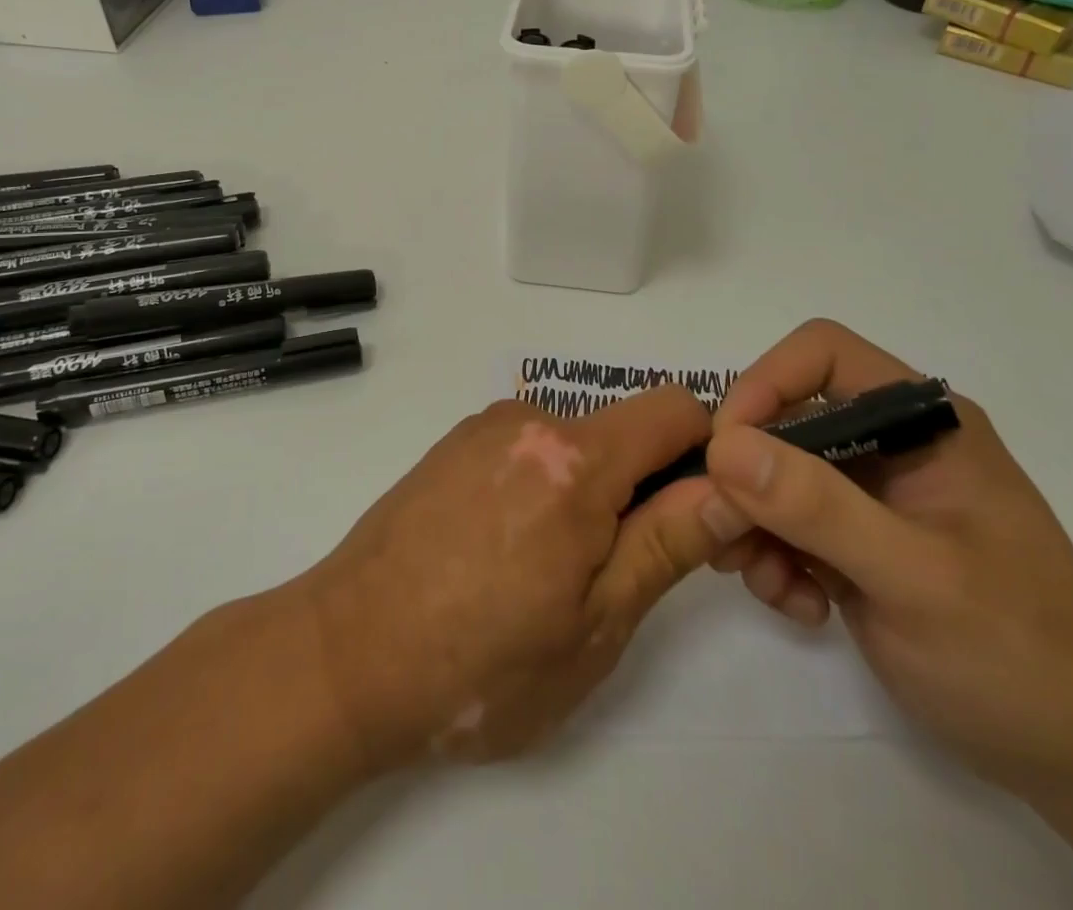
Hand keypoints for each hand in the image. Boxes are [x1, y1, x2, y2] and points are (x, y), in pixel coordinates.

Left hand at [299, 386, 735, 769]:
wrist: (343, 656)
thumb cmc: (478, 665)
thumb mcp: (594, 625)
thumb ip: (667, 544)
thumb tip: (729, 489)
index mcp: (574, 459)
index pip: (677, 409)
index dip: (706, 454)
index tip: (697, 515)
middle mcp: (530, 420)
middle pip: (623, 430)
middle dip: (641, 487)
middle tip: (614, 573)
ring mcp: (484, 427)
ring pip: (574, 444)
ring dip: (586, 492)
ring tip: (544, 573)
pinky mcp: (453, 444)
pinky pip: (527, 449)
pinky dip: (541, 486)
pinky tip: (502, 552)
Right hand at [702, 320, 1072, 790]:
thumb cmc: (1015, 654)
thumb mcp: (914, 577)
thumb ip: (818, 507)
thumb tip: (724, 446)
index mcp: (922, 422)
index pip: (822, 353)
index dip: (765, 383)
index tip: (727, 450)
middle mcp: (890, 442)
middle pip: (784, 415)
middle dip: (746, 473)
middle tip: (723, 531)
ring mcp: (870, 492)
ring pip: (772, 471)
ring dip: (752, 521)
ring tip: (765, 580)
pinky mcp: (853, 538)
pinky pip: (784, 521)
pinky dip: (773, 556)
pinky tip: (799, 605)